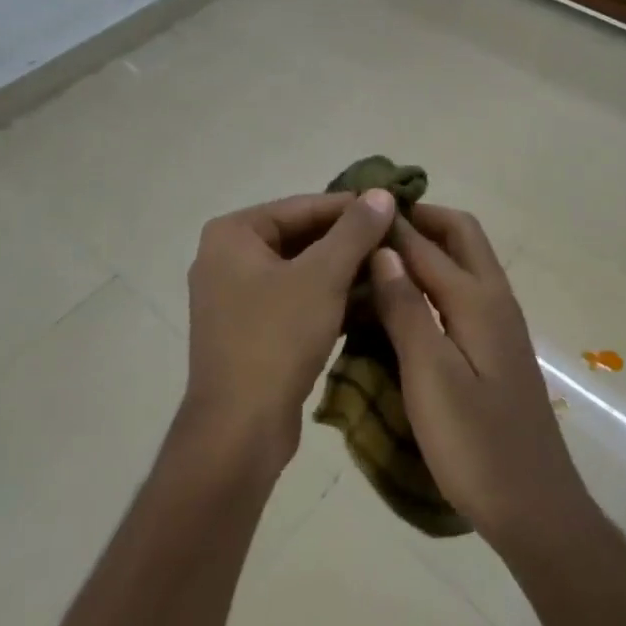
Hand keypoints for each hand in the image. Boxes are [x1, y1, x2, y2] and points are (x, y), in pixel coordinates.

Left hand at [182, 189, 397, 473]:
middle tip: (398, 239)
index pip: (303, 206)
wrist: (239, 433)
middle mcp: (227, 257)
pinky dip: (328, 298)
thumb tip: (382, 193)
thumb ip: (354, 231)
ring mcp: (235, 296)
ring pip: (301, 270)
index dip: (351, 207)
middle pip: (301, 237)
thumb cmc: (276, 339)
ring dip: (343, 271)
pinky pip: (295, 299)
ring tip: (391, 267)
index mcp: (233, 234)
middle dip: (349, 241)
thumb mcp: (323, 277)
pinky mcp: (250, 330)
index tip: (395, 208)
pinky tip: (370, 301)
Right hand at [368, 205, 594, 551]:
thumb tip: (383, 249)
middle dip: (421, 219)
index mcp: (477, 299)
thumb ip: (405, 309)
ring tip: (381, 254)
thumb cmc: (476, 445)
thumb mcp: (430, 376)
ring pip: (465, 260)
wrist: (536, 509)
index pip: (426, 243)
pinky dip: (436, 276)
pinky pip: (464, 289)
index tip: (353, 208)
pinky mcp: (496, 347)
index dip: (390, 224)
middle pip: (460, 235)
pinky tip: (407, 300)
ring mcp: (500, 323)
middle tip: (374, 225)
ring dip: (429, 245)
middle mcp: (494, 298)